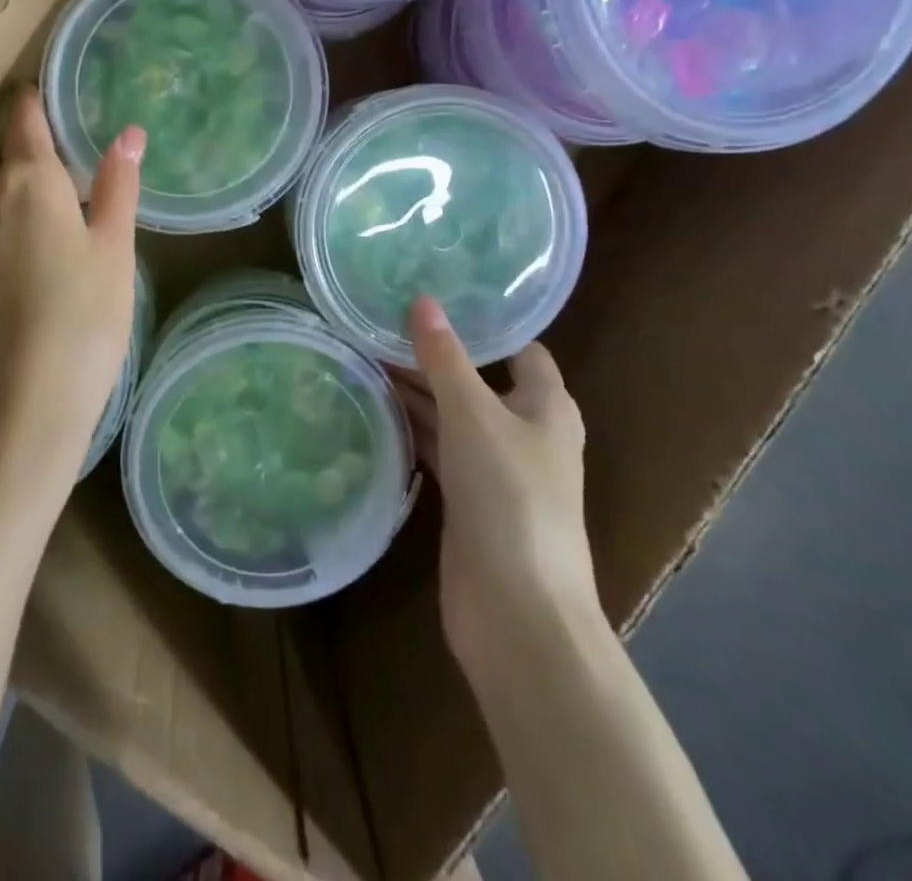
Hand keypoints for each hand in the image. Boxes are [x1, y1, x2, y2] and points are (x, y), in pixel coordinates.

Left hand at [0, 89, 142, 495]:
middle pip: (2, 159)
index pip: (26, 120)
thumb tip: (129, 133)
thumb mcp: (115, 251)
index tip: (43, 102)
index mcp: (29, 179)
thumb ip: (118, 186)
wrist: (19, 404)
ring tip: (21, 219)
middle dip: (29, 166)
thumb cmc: (84, 321)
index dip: (35, 106)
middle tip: (63, 198)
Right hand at [396, 296, 601, 684]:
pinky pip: (439, 451)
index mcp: (547, 406)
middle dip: (433, 357)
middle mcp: (525, 432)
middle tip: (379, 324)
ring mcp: (496, 470)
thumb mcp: (474, 415)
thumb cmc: (510, 498)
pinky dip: (413, 430)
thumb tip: (422, 301)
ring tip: (364, 356)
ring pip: (453, 416)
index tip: (434, 297)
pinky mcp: (469, 501)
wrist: (518, 614)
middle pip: (476, 380)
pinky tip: (375, 410)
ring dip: (416, 394)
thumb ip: (445, 358)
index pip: (519, 349)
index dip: (483, 323)